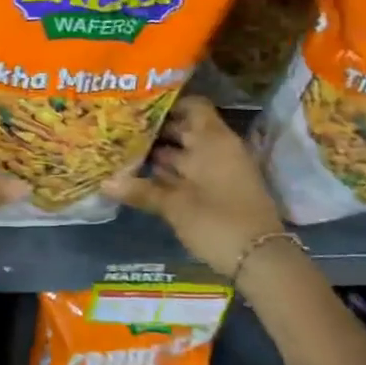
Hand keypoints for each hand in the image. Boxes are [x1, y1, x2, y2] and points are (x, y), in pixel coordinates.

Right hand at [102, 96, 285, 276]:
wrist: (261, 260)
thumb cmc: (217, 221)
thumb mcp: (175, 206)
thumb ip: (141, 191)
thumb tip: (104, 182)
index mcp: (212, 140)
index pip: (193, 106)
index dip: (167, 104)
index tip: (139, 108)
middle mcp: (218, 149)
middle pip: (186, 130)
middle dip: (156, 131)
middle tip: (121, 130)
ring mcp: (219, 171)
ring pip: (186, 154)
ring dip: (160, 154)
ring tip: (124, 153)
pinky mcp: (218, 192)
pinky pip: (191, 173)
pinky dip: (170, 174)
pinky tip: (142, 178)